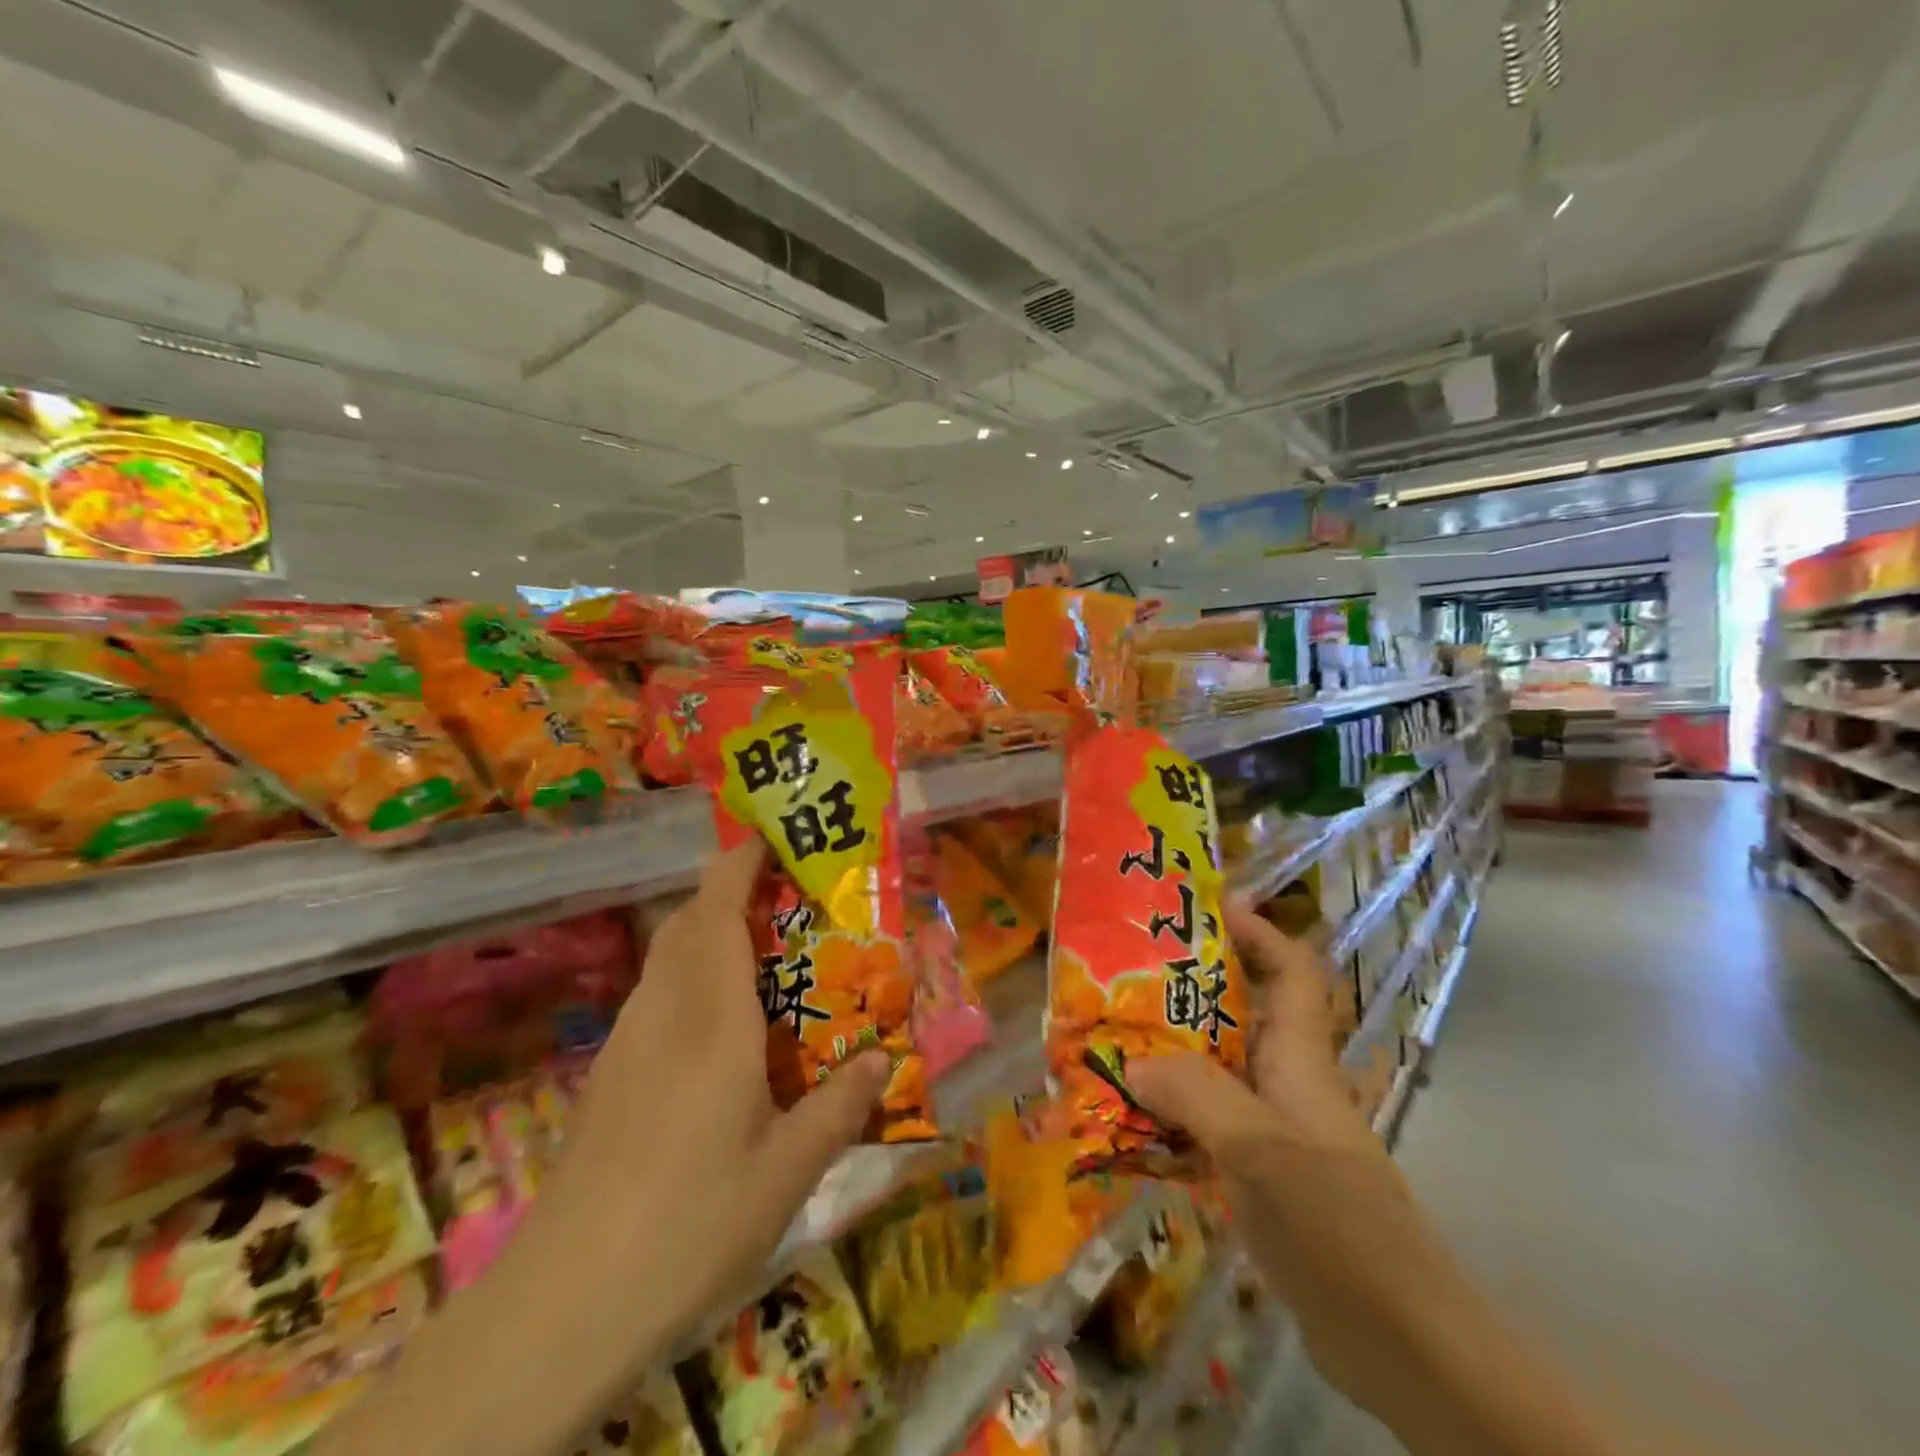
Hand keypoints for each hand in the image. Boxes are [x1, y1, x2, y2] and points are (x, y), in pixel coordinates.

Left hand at [317, 843, 890, 1455]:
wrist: (564, 1302)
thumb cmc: (691, 1223)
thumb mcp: (788, 1172)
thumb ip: (839, 1107)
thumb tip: (880, 1059)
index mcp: (713, 1020)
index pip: (719, 913)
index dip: (740, 864)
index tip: (770, 837)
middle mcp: (666, 1013)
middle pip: (688, 922)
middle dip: (729, 889)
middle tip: (784, 894)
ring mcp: (629, 1043)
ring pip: (668, 957)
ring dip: (708, 930)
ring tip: (762, 952)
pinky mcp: (609, 1075)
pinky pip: (656, 996)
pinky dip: (691, 976)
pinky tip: (719, 1028)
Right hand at [1130, 898, 1419, 1405]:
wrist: (1403, 1347)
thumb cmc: (1338, 1227)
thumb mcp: (1261, 1150)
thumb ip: (1194, 1095)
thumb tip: (1130, 1063)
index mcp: (1301, 1060)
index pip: (1291, 971)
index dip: (1258, 929)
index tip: (1209, 904)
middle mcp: (1290, 1085)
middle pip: (1244, 1012)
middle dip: (1191, 984)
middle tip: (1128, 970)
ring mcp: (1279, 1133)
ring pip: (1220, 1068)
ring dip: (1171, 1051)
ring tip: (1112, 1038)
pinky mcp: (1265, 1177)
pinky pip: (1210, 1122)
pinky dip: (1172, 1111)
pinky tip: (1131, 1121)